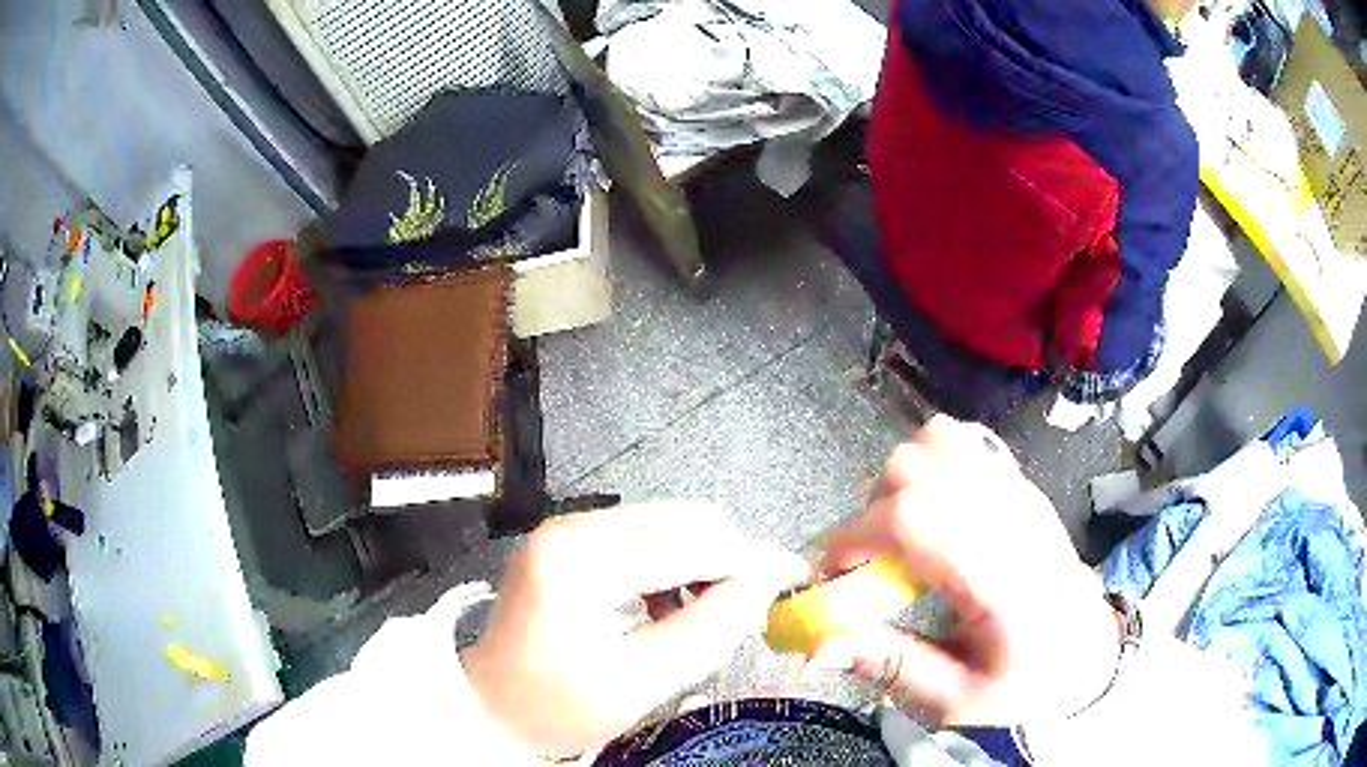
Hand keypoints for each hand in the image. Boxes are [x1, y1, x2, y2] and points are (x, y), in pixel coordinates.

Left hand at [462, 503, 808, 756]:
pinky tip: (668, 604)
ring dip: (701, 560)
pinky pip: (641, 535)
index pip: (688, 544)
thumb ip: (709, 629)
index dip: (750, 560)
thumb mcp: (641, 681)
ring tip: (706, 612)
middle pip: (680, 520)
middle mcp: (571, 528)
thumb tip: (765, 584)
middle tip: (751, 605)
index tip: (795, 575)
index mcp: (580, 561)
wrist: (491, 708)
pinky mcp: (566, 541)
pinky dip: (671, 563)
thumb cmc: (558, 707)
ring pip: (665, 523)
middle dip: (727, 557)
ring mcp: (565, 530)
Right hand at [814, 416, 1120, 726]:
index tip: (834, 577)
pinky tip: (931, 511)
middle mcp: (1011, 519)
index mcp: (1000, 579)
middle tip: (871, 565)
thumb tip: (816, 644)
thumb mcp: (956, 701)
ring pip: (936, 442)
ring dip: (899, 483)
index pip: (914, 518)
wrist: (1087, 654)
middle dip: (871, 512)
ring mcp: (1019, 493)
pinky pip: (962, 442)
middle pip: (916, 467)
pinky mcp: (1019, 485)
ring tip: (900, 537)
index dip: (856, 537)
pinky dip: (929, 463)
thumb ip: (889, 666)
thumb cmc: (1025, 687)